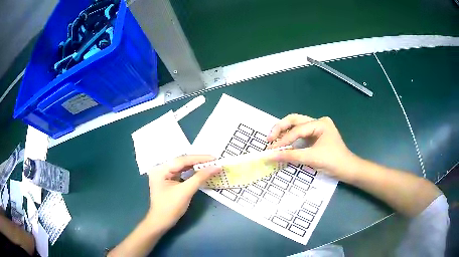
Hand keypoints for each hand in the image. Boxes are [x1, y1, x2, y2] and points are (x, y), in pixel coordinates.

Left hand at [144, 155, 220, 232]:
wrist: (161, 222)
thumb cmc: (171, 207)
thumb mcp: (186, 191)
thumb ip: (200, 177)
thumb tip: (216, 167)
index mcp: (161, 169)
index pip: (182, 160)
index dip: (200, 158)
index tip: (214, 158)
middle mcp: (160, 168)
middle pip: (182, 161)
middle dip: (198, 161)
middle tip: (214, 160)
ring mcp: (163, 174)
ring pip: (182, 166)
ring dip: (195, 166)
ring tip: (210, 164)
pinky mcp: (167, 180)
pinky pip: (181, 172)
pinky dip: (191, 172)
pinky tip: (200, 171)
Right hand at [267, 114, 355, 180]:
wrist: (348, 169)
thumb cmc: (333, 162)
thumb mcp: (311, 158)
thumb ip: (290, 156)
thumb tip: (269, 156)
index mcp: (320, 123)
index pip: (297, 130)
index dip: (283, 140)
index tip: (271, 150)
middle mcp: (318, 122)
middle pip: (294, 120)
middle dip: (280, 128)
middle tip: (269, 139)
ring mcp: (317, 128)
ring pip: (296, 125)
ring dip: (284, 132)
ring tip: (273, 140)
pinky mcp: (316, 136)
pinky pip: (300, 134)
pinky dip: (290, 138)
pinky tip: (283, 144)